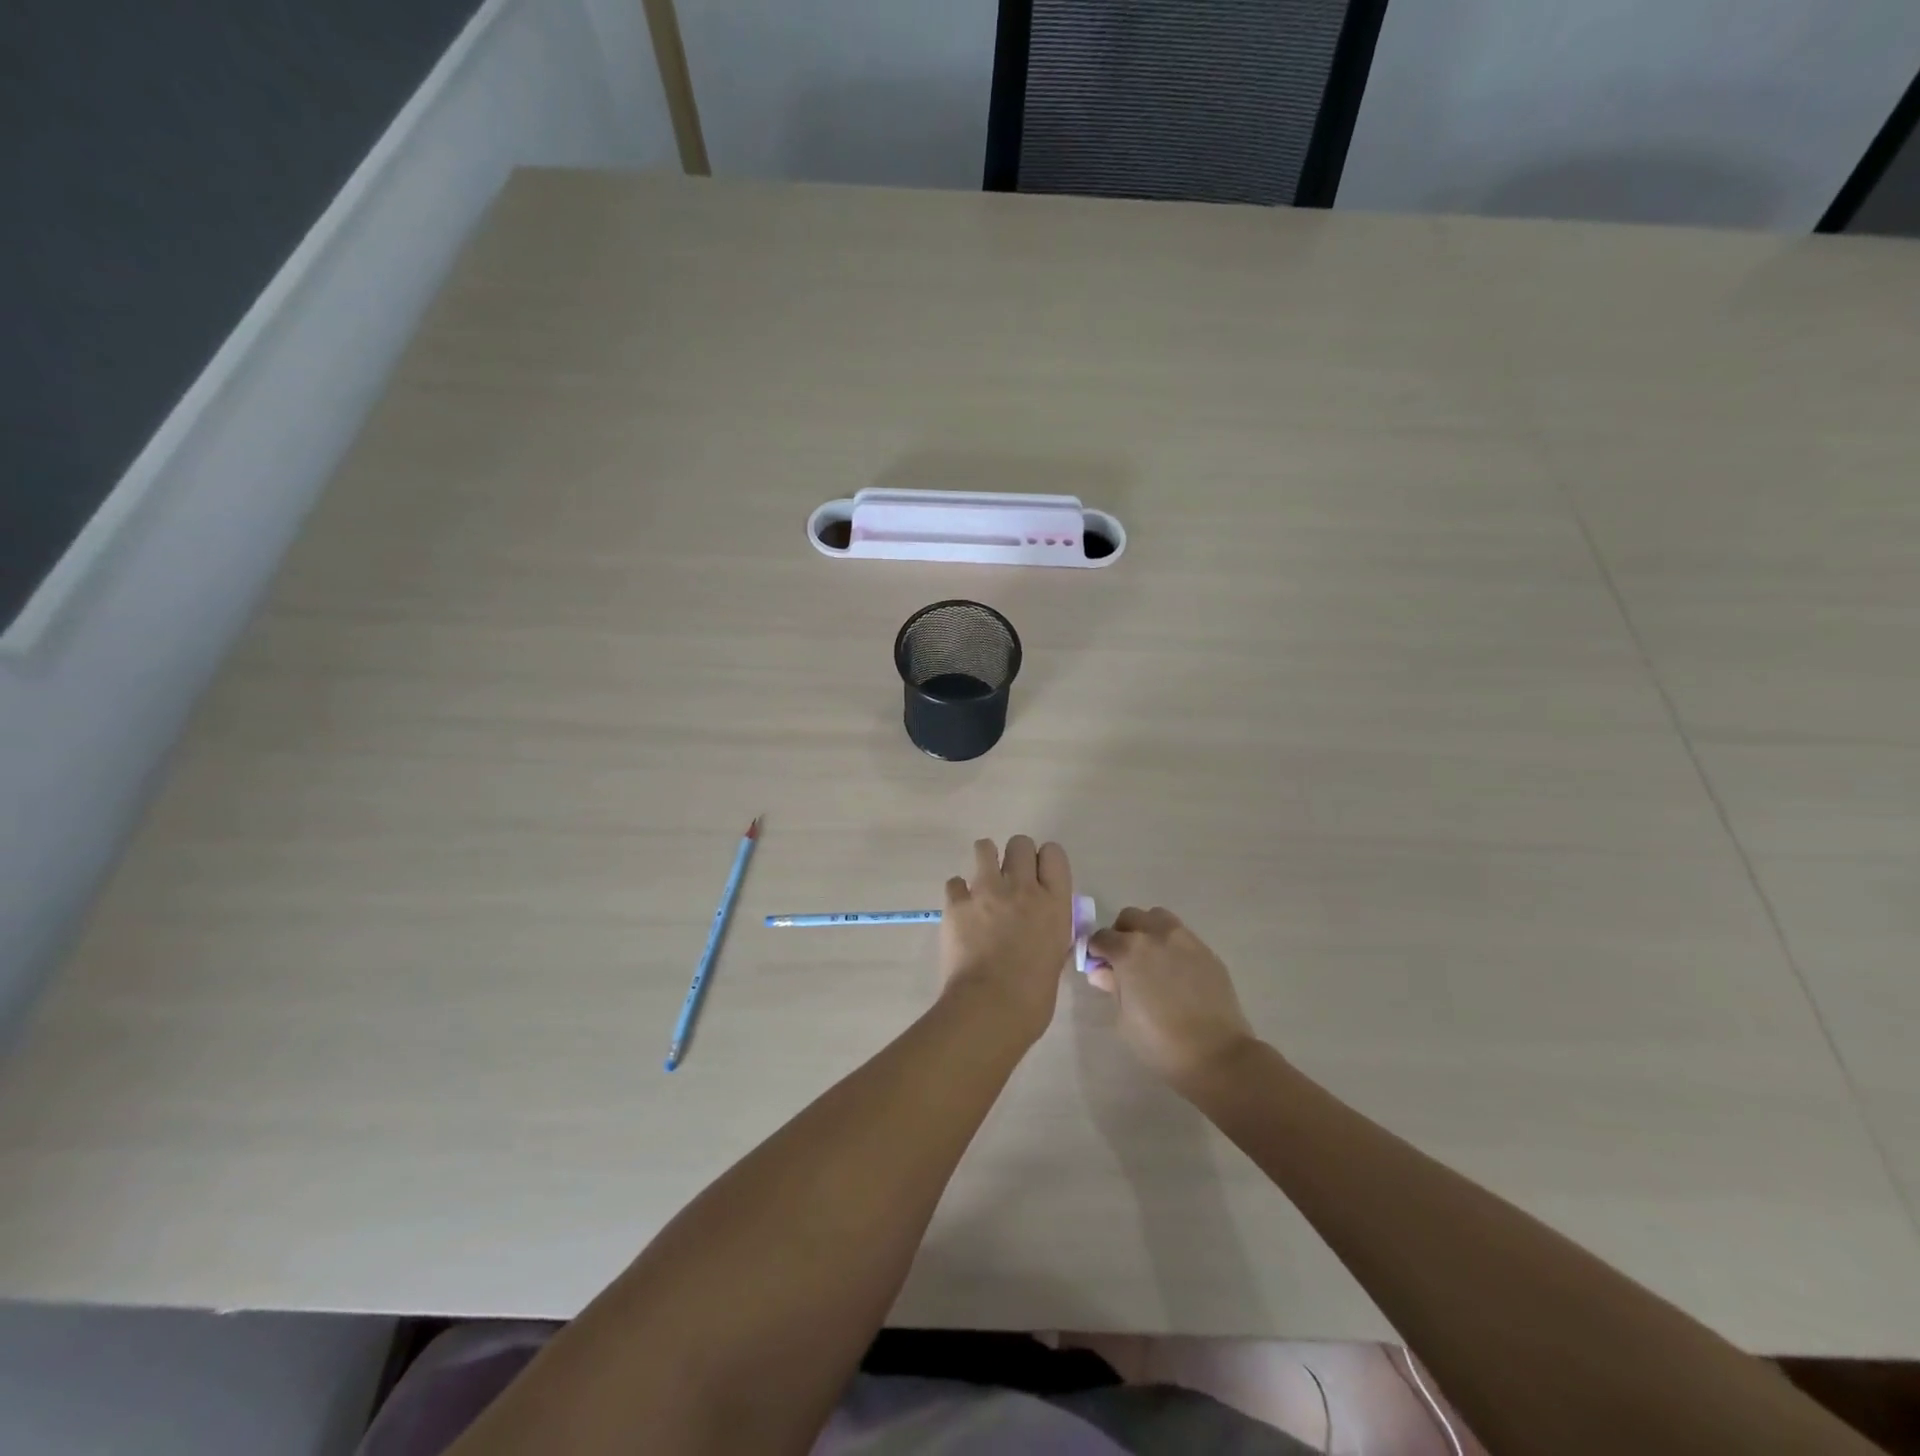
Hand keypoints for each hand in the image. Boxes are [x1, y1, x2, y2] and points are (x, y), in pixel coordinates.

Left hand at [940, 837, 1074, 1045]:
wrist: (991, 1007)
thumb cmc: (1034, 995)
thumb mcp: (1057, 957)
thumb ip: (1051, 932)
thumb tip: (1044, 928)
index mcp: (1054, 902)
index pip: (1054, 854)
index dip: (1045, 861)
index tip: (1039, 875)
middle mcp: (1022, 887)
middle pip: (1020, 843)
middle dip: (1015, 856)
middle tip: (1010, 880)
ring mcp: (986, 890)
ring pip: (984, 848)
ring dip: (985, 860)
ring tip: (983, 883)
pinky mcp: (956, 902)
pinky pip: (955, 882)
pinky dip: (958, 892)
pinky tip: (961, 910)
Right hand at [1087, 907, 1258, 1094]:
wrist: (1217, 1054)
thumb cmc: (1160, 1041)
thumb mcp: (1124, 1018)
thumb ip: (1112, 986)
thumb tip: (1101, 972)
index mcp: (1129, 950)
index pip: (1101, 937)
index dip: (1096, 951)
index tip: (1099, 967)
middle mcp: (1156, 935)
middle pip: (1130, 917)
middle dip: (1121, 934)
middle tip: (1124, 961)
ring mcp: (1185, 940)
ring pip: (1158, 918)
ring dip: (1148, 931)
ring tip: (1151, 959)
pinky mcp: (1207, 951)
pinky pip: (1182, 936)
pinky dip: (1172, 945)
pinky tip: (1176, 972)